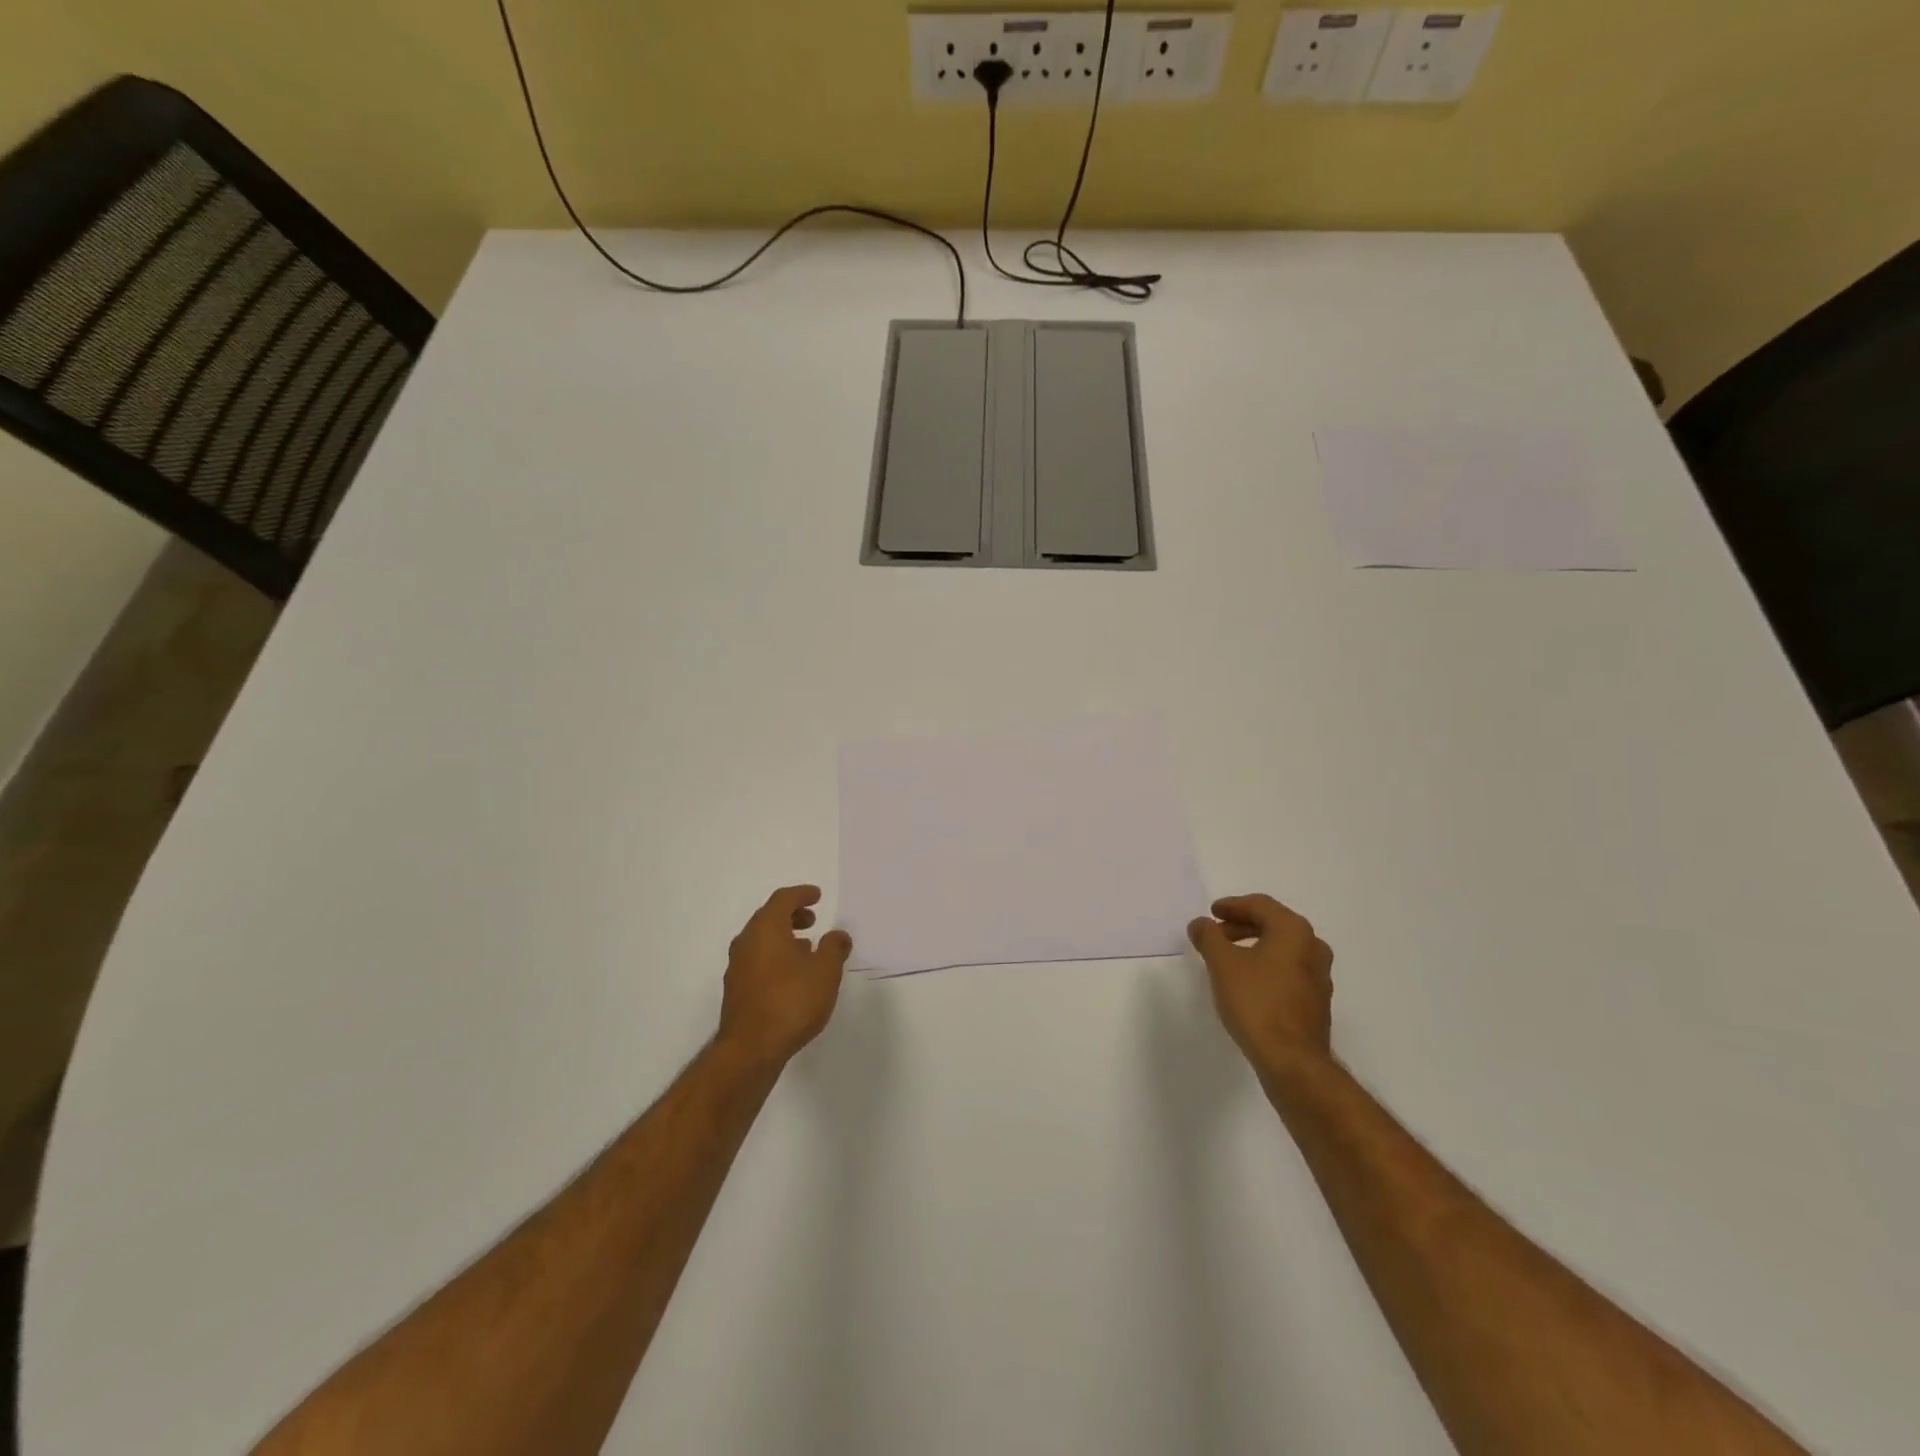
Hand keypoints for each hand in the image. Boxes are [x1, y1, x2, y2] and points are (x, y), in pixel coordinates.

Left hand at [717, 886, 852, 1067]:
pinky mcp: (736, 990)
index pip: (782, 899)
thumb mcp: (825, 972)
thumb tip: (838, 935)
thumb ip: (834, 948)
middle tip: (812, 919)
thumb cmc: (791, 1002)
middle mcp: (746, 942)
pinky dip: (774, 956)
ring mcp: (737, 967)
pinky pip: (757, 959)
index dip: (801, 894)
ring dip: (783, 937)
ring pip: (761, 940)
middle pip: (768, 918)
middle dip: (791, 915)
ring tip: (806, 948)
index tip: (817, 895)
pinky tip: (791, 974)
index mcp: (766, 929)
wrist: (750, 1050)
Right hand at [1187, 894, 1333, 1075]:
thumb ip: (1208, 936)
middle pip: (1273, 924)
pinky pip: (1288, 970)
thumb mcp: (1222, 963)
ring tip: (1227, 958)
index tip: (1211, 913)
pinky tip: (1246, 982)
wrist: (1292, 1059)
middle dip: (1242, 925)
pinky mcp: (1316, 1001)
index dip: (1232, 906)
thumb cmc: (1256, 1001)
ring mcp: (1319, 976)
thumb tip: (1201, 924)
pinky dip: (1266, 966)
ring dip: (1253, 946)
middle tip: (1216, 934)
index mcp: (1294, 931)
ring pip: (1282, 949)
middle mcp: (1313, 947)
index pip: (1260, 905)